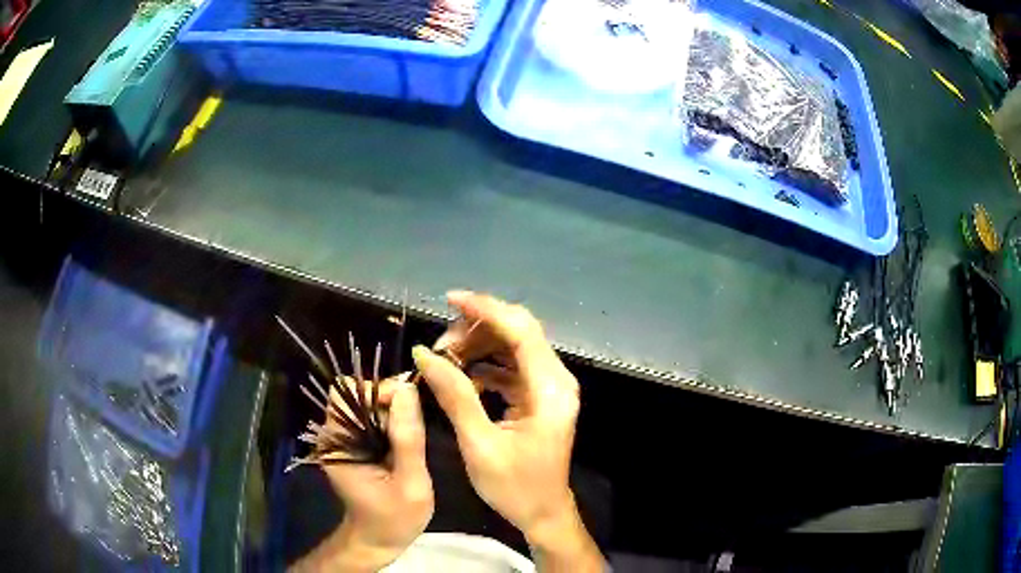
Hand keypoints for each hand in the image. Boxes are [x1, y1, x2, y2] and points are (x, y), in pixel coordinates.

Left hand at [293, 384, 432, 572]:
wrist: (378, 540)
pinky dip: (393, 421)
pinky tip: (410, 440)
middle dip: (391, 401)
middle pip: (359, 394)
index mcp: (338, 445)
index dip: (377, 391)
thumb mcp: (412, 485)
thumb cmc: (394, 519)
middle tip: (418, 425)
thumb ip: (408, 439)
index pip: (346, 393)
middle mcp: (334, 435)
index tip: (408, 407)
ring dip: (395, 412)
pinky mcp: (355, 444)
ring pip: (369, 404)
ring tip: (417, 434)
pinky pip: (373, 418)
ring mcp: (343, 439)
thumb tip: (408, 389)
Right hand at [414, 291, 601, 570]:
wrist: (543, 513)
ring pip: (513, 347)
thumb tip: (424, 354)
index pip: (521, 329)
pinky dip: (485, 366)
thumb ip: (455, 396)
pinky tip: (462, 378)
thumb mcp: (479, 444)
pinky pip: (511, 367)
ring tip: (446, 361)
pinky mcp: (539, 397)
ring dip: (479, 346)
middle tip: (440, 347)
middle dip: (477, 329)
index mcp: (549, 389)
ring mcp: (549, 388)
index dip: (485, 308)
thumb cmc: (515, 487)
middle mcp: (555, 380)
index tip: (449, 300)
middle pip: (518, 332)